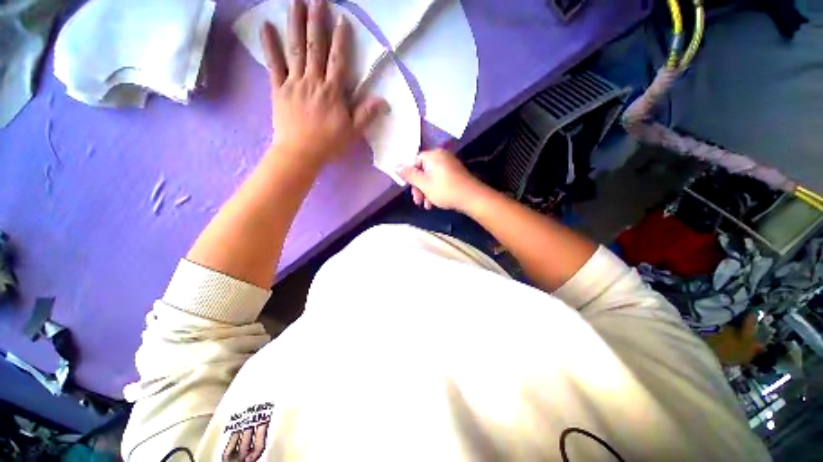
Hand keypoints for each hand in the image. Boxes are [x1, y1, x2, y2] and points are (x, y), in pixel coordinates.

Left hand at [261, 0, 386, 167]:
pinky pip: (273, 64)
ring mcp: (294, 83)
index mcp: (332, 92)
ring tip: (296, 2)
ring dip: (295, 23)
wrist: (301, 153)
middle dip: (317, 21)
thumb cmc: (329, 143)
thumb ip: (366, 114)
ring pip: (295, 49)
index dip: (341, 39)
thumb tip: (384, 101)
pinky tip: (266, 26)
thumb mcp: (353, 132)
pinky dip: (269, 45)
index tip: (342, 18)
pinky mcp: (279, 89)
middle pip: (315, 47)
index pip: (338, 60)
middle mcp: (313, 81)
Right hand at [398, 149, 486, 211]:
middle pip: (423, 171)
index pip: (415, 162)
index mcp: (433, 155)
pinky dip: (435, 190)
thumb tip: (395, 165)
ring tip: (427, 206)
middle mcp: (441, 156)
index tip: (411, 189)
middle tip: (418, 201)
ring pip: (431, 177)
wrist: (471, 197)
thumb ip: (409, 175)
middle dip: (419, 188)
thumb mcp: (423, 184)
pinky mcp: (455, 173)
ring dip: (426, 192)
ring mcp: (450, 164)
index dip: (411, 176)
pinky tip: (434, 203)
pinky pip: (440, 179)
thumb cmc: (445, 190)